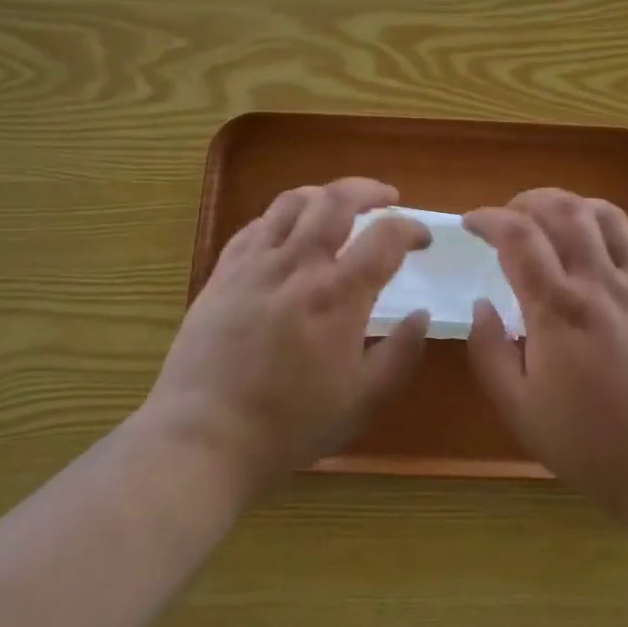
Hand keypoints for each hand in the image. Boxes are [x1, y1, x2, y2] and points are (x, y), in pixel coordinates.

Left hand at [146, 178, 431, 495]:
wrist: (206, 436)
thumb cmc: (291, 424)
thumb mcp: (363, 401)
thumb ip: (401, 354)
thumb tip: (421, 314)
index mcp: (338, 295)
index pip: (386, 237)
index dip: (411, 229)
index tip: (422, 240)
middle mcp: (298, 265)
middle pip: (337, 199)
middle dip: (369, 190)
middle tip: (387, 199)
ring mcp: (255, 264)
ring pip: (292, 202)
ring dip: (324, 194)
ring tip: (338, 204)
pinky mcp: (223, 272)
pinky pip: (256, 225)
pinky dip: (282, 217)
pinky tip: (288, 232)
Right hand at [464, 190, 627, 516]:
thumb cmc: (588, 442)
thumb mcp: (518, 409)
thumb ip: (488, 351)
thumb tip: (480, 305)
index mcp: (556, 309)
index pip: (517, 236)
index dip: (488, 218)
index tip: (471, 224)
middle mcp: (597, 283)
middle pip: (561, 209)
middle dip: (525, 201)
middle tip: (507, 219)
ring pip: (601, 213)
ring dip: (566, 204)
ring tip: (547, 221)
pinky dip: (603, 222)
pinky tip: (591, 241)